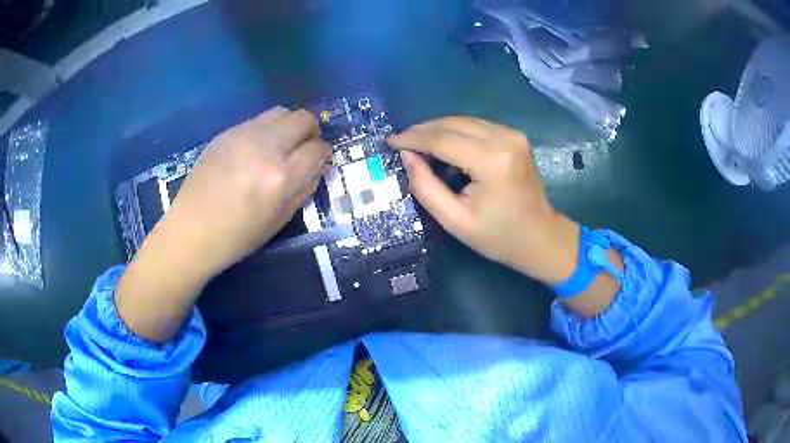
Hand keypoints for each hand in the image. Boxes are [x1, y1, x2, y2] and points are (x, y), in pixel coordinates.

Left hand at [116, 107, 331, 341]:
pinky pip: (257, 120)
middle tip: (305, 146)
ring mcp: (243, 136)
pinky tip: (256, 148)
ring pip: (281, 112)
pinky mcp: (226, 133)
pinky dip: (266, 129)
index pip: (317, 149)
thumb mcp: (278, 221)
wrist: (192, 230)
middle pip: (303, 119)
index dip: (324, 153)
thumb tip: (317, 168)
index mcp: (281, 177)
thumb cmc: (237, 236)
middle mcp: (265, 148)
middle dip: (312, 130)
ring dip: (289, 125)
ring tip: (281, 144)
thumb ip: (303, 190)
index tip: (320, 160)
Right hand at [388, 117, 579, 284]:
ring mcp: (512, 134)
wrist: (541, 237)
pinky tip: (443, 145)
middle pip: (452, 123)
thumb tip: (407, 156)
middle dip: (422, 131)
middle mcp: (504, 138)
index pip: (442, 139)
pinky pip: (476, 125)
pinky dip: (455, 131)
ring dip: (437, 129)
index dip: (412, 139)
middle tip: (400, 143)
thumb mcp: (454, 220)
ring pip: (463, 120)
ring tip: (417, 145)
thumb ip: (425, 186)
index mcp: (491, 161)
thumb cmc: (498, 237)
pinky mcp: (514, 136)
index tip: (389, 142)